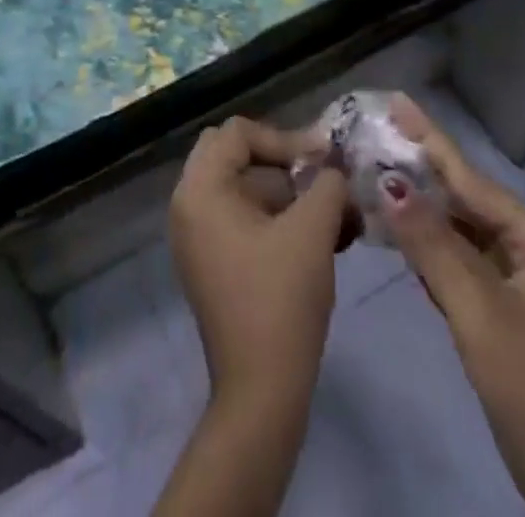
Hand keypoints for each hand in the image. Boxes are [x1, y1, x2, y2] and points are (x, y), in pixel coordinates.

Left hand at [168, 116, 349, 413]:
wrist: (262, 392)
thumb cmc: (281, 299)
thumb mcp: (312, 230)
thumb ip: (326, 183)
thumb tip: (333, 164)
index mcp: (200, 189)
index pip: (238, 133)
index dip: (284, 138)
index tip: (324, 160)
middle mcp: (188, 204)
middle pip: (235, 154)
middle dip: (283, 162)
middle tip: (319, 179)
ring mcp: (196, 235)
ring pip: (243, 187)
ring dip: (288, 193)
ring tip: (336, 217)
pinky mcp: (212, 261)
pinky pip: (242, 218)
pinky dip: (277, 218)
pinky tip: (321, 239)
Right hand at [381, 96, 524, 516]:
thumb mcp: (480, 313)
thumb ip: (434, 244)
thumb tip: (391, 181)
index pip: (470, 179)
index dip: (429, 138)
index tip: (397, 100)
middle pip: (464, 200)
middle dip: (420, 170)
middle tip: (375, 136)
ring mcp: (520, 284)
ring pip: (459, 232)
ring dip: (420, 208)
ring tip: (377, 172)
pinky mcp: (506, 313)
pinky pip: (460, 264)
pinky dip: (429, 248)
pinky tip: (401, 232)